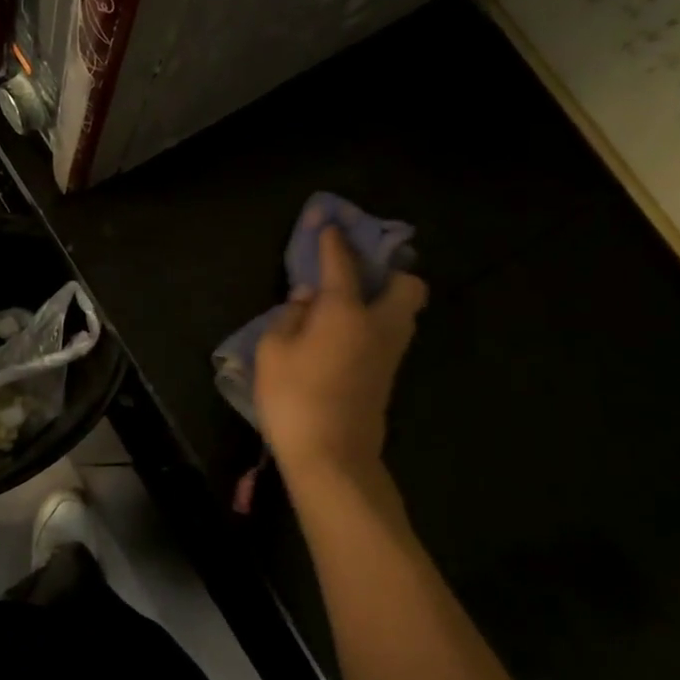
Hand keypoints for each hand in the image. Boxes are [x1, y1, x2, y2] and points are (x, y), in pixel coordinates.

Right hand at [254, 226, 427, 491]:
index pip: (341, 264)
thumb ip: (290, 316)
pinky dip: (376, 323)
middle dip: (390, 271)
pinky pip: (390, 334)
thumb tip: (307, 299)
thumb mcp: (272, 351)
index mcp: (346, 311)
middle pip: (407, 285)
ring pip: (404, 312)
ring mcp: (390, 352)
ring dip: (386, 298)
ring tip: (349, 303)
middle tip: (359, 274)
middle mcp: (379, 324)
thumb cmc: (294, 397)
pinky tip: (345, 333)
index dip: (333, 240)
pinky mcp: (388, 376)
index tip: (328, 224)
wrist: (332, 456)